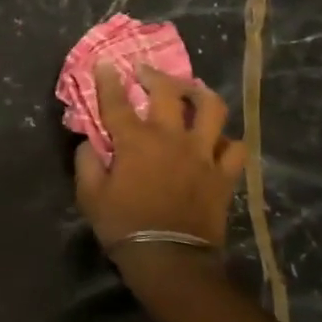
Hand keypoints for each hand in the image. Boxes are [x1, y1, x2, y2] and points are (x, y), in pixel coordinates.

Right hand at [75, 63, 245, 256]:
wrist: (170, 258)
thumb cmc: (124, 225)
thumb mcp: (90, 196)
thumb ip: (87, 162)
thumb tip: (89, 143)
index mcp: (135, 141)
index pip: (117, 102)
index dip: (109, 80)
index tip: (105, 63)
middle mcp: (171, 138)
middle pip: (168, 93)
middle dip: (154, 75)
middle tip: (145, 72)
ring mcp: (202, 154)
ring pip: (212, 109)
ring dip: (200, 94)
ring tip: (192, 90)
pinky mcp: (224, 174)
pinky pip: (235, 148)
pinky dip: (227, 139)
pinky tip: (218, 139)